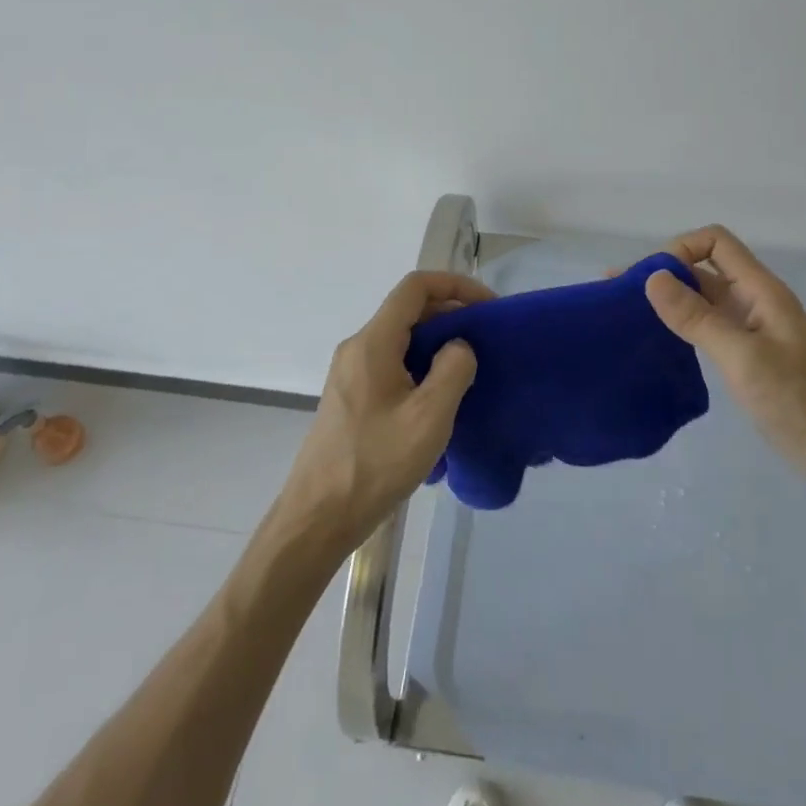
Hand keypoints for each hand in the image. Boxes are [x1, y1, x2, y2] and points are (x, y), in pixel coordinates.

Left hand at [279, 271, 488, 550]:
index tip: (488, 307)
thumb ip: (453, 370)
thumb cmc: (375, 464)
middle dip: (451, 314)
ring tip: (470, 368)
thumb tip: (459, 346)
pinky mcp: (351, 397)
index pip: (416, 287)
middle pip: (409, 310)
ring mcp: (350, 372)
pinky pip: (392, 362)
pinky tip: (439, 398)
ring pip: (401, 338)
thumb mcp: (428, 418)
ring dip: (437, 342)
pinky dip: (421, 364)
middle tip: (486, 340)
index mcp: (373, 342)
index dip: (456, 286)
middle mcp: (358, 347)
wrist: (317, 519)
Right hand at [644, 226, 805, 490]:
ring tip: (625, 313)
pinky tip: (656, 339)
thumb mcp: (744, 358)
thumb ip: (698, 318)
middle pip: (703, 268)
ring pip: (702, 298)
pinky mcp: (746, 355)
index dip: (681, 249)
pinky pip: (707, 326)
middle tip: (616, 293)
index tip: (651, 280)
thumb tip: (652, 278)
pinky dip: (679, 324)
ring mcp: (750, 328)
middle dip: (663, 273)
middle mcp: (753, 300)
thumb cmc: (801, 402)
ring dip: (667, 299)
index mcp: (760, 290)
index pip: (715, 242)